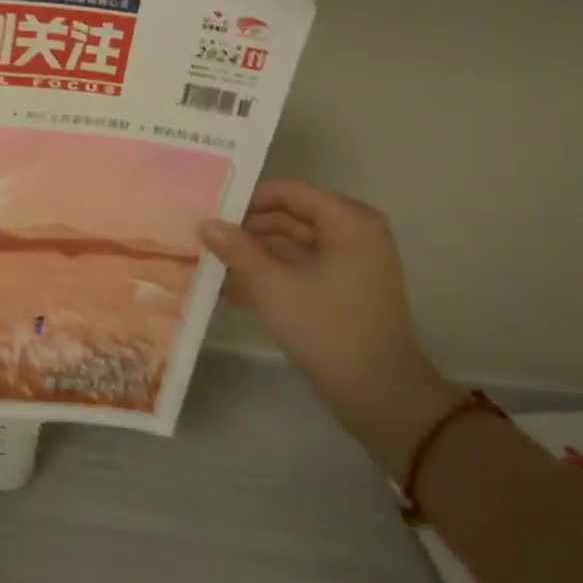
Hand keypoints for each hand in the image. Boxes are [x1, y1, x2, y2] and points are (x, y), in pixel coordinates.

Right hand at [199, 181, 455, 453]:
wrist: (376, 391)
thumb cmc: (324, 326)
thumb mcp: (270, 284)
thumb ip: (236, 249)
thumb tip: (206, 223)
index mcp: (347, 221)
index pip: (288, 192)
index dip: (247, 199)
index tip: (210, 213)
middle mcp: (354, 233)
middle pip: (290, 217)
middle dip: (247, 230)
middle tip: (205, 239)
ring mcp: (352, 263)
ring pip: (292, 246)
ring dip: (254, 255)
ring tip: (212, 265)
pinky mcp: (344, 290)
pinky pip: (302, 269)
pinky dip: (272, 275)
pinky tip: (232, 291)